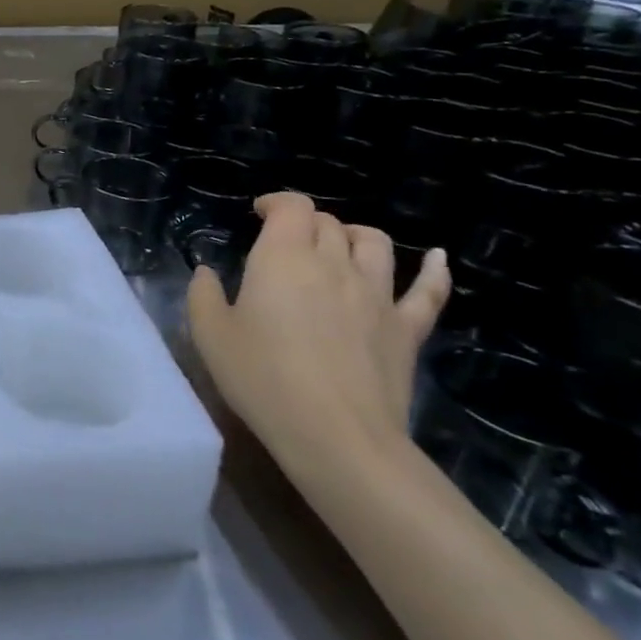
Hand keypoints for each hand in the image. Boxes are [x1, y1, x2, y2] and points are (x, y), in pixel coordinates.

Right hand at [186, 193, 450, 482]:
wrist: (337, 436)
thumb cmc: (263, 379)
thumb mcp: (210, 335)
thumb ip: (204, 295)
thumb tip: (206, 272)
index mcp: (283, 258)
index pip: (292, 207)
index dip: (276, 202)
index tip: (259, 214)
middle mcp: (333, 264)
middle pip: (328, 223)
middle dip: (305, 223)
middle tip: (285, 242)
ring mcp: (377, 295)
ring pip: (374, 244)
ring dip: (354, 235)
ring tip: (340, 244)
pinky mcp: (406, 329)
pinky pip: (428, 292)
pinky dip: (434, 271)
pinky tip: (436, 258)